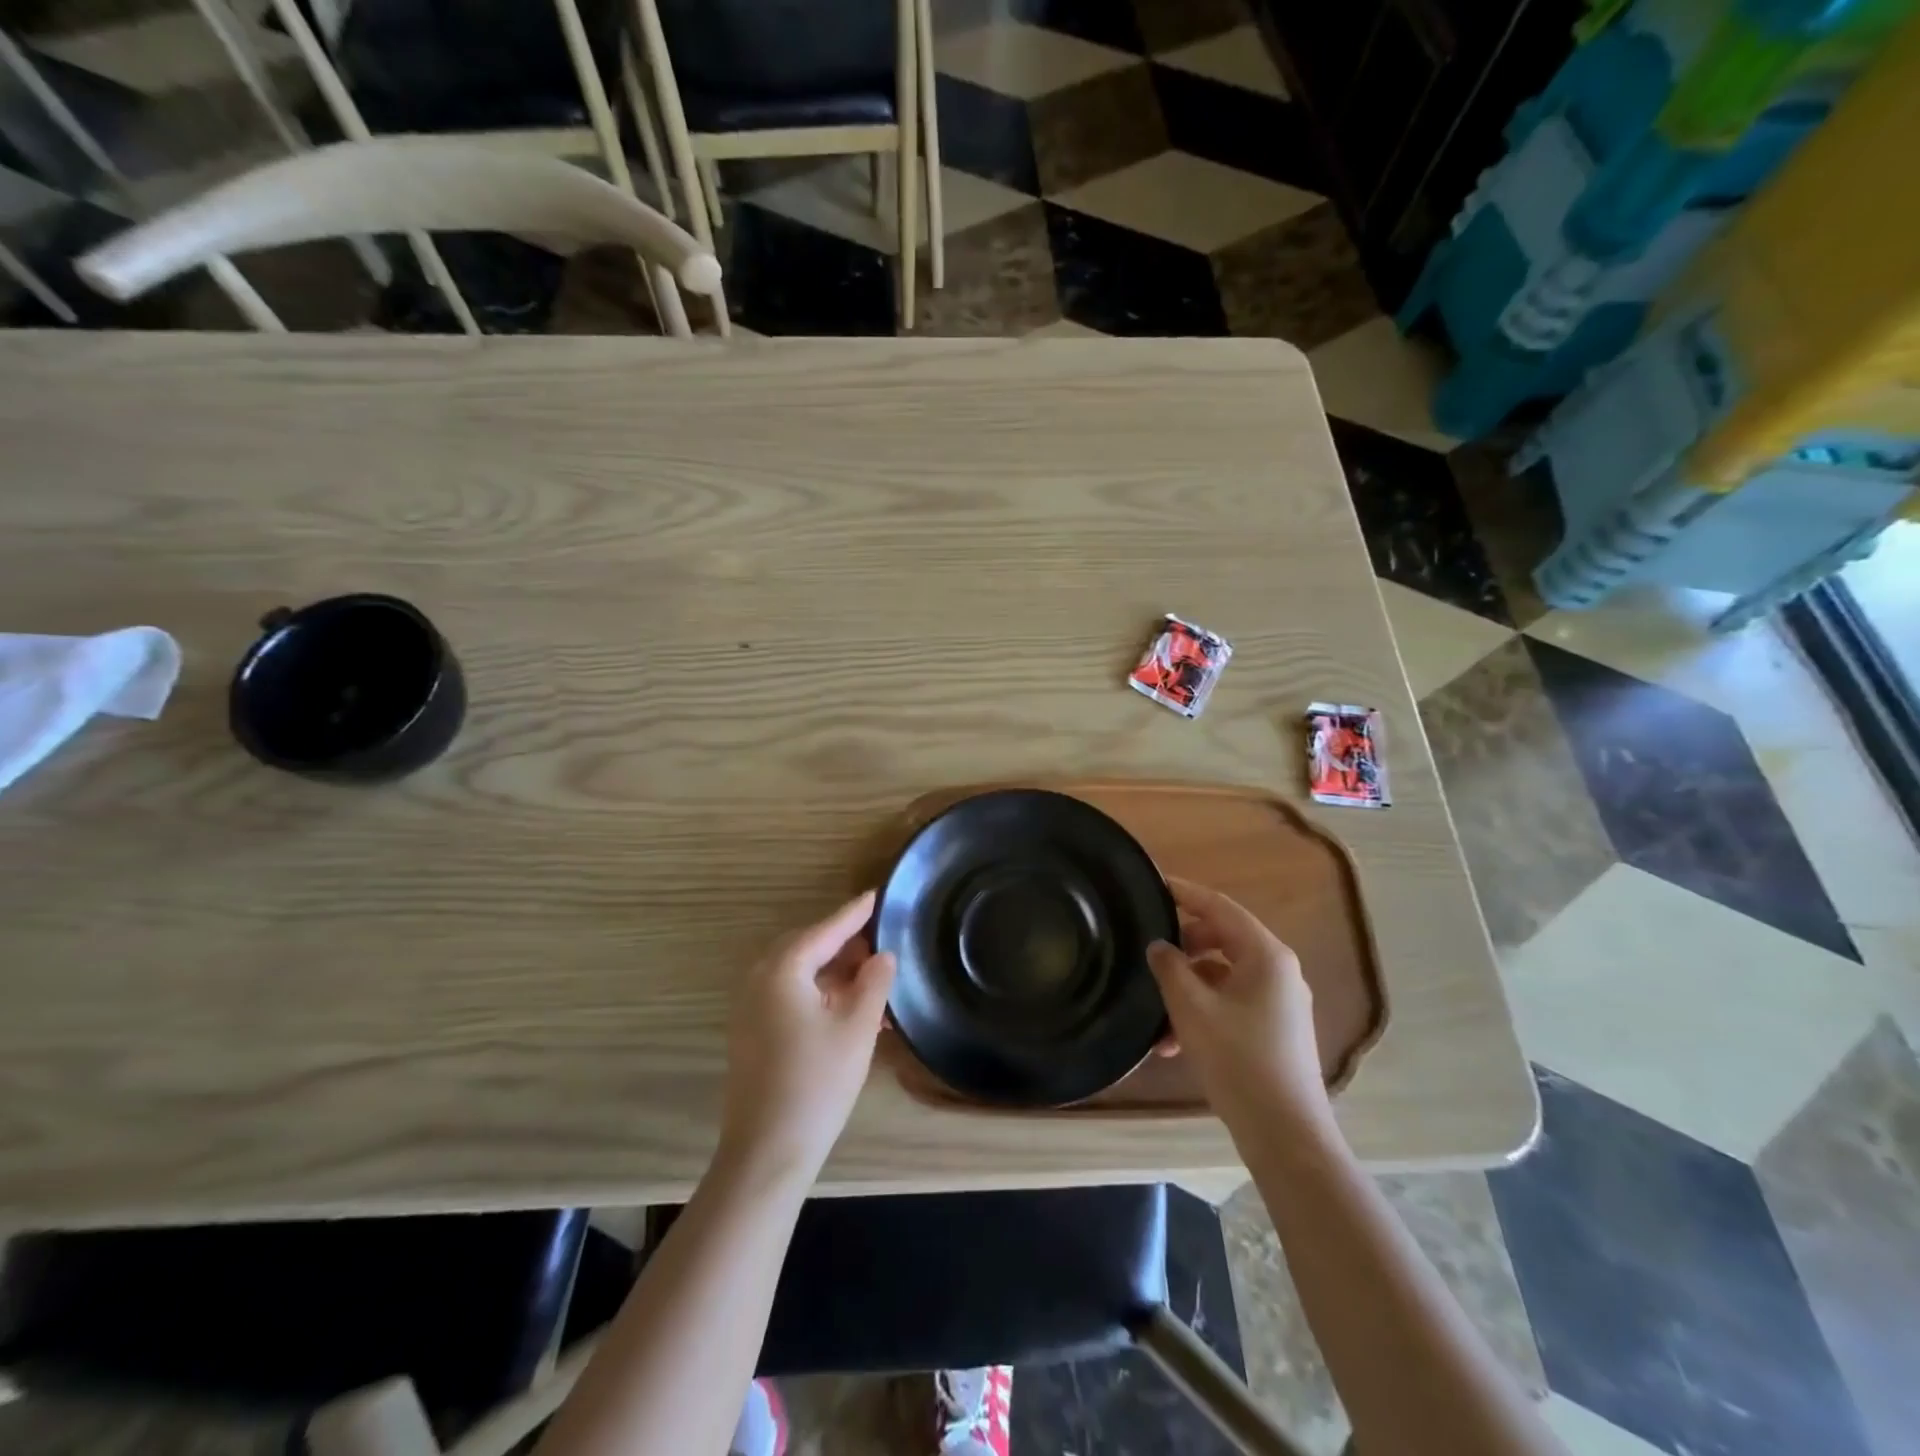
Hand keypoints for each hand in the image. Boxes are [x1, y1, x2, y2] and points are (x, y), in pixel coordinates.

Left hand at [719, 890, 896, 1185]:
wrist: (767, 1151)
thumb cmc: (817, 1082)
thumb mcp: (857, 1027)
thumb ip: (874, 982)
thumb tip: (881, 956)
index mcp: (782, 970)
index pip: (826, 930)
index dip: (855, 913)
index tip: (878, 895)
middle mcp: (759, 979)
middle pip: (808, 947)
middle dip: (845, 944)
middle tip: (880, 943)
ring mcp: (751, 1008)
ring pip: (799, 974)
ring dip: (835, 973)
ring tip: (873, 982)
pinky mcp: (752, 1032)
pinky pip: (790, 996)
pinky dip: (820, 995)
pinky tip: (850, 1011)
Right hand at [1147, 877, 1329, 1131]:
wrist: (1285, 1134)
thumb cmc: (1238, 1061)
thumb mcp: (1192, 1009)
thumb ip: (1170, 968)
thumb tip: (1159, 946)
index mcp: (1266, 955)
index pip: (1220, 907)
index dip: (1184, 893)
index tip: (1152, 884)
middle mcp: (1278, 971)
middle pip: (1222, 939)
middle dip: (1182, 946)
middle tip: (1147, 951)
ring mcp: (1279, 1002)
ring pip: (1223, 975)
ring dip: (1187, 987)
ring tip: (1155, 1014)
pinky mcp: (1275, 1030)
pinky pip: (1232, 1003)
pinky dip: (1202, 1011)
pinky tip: (1172, 1043)